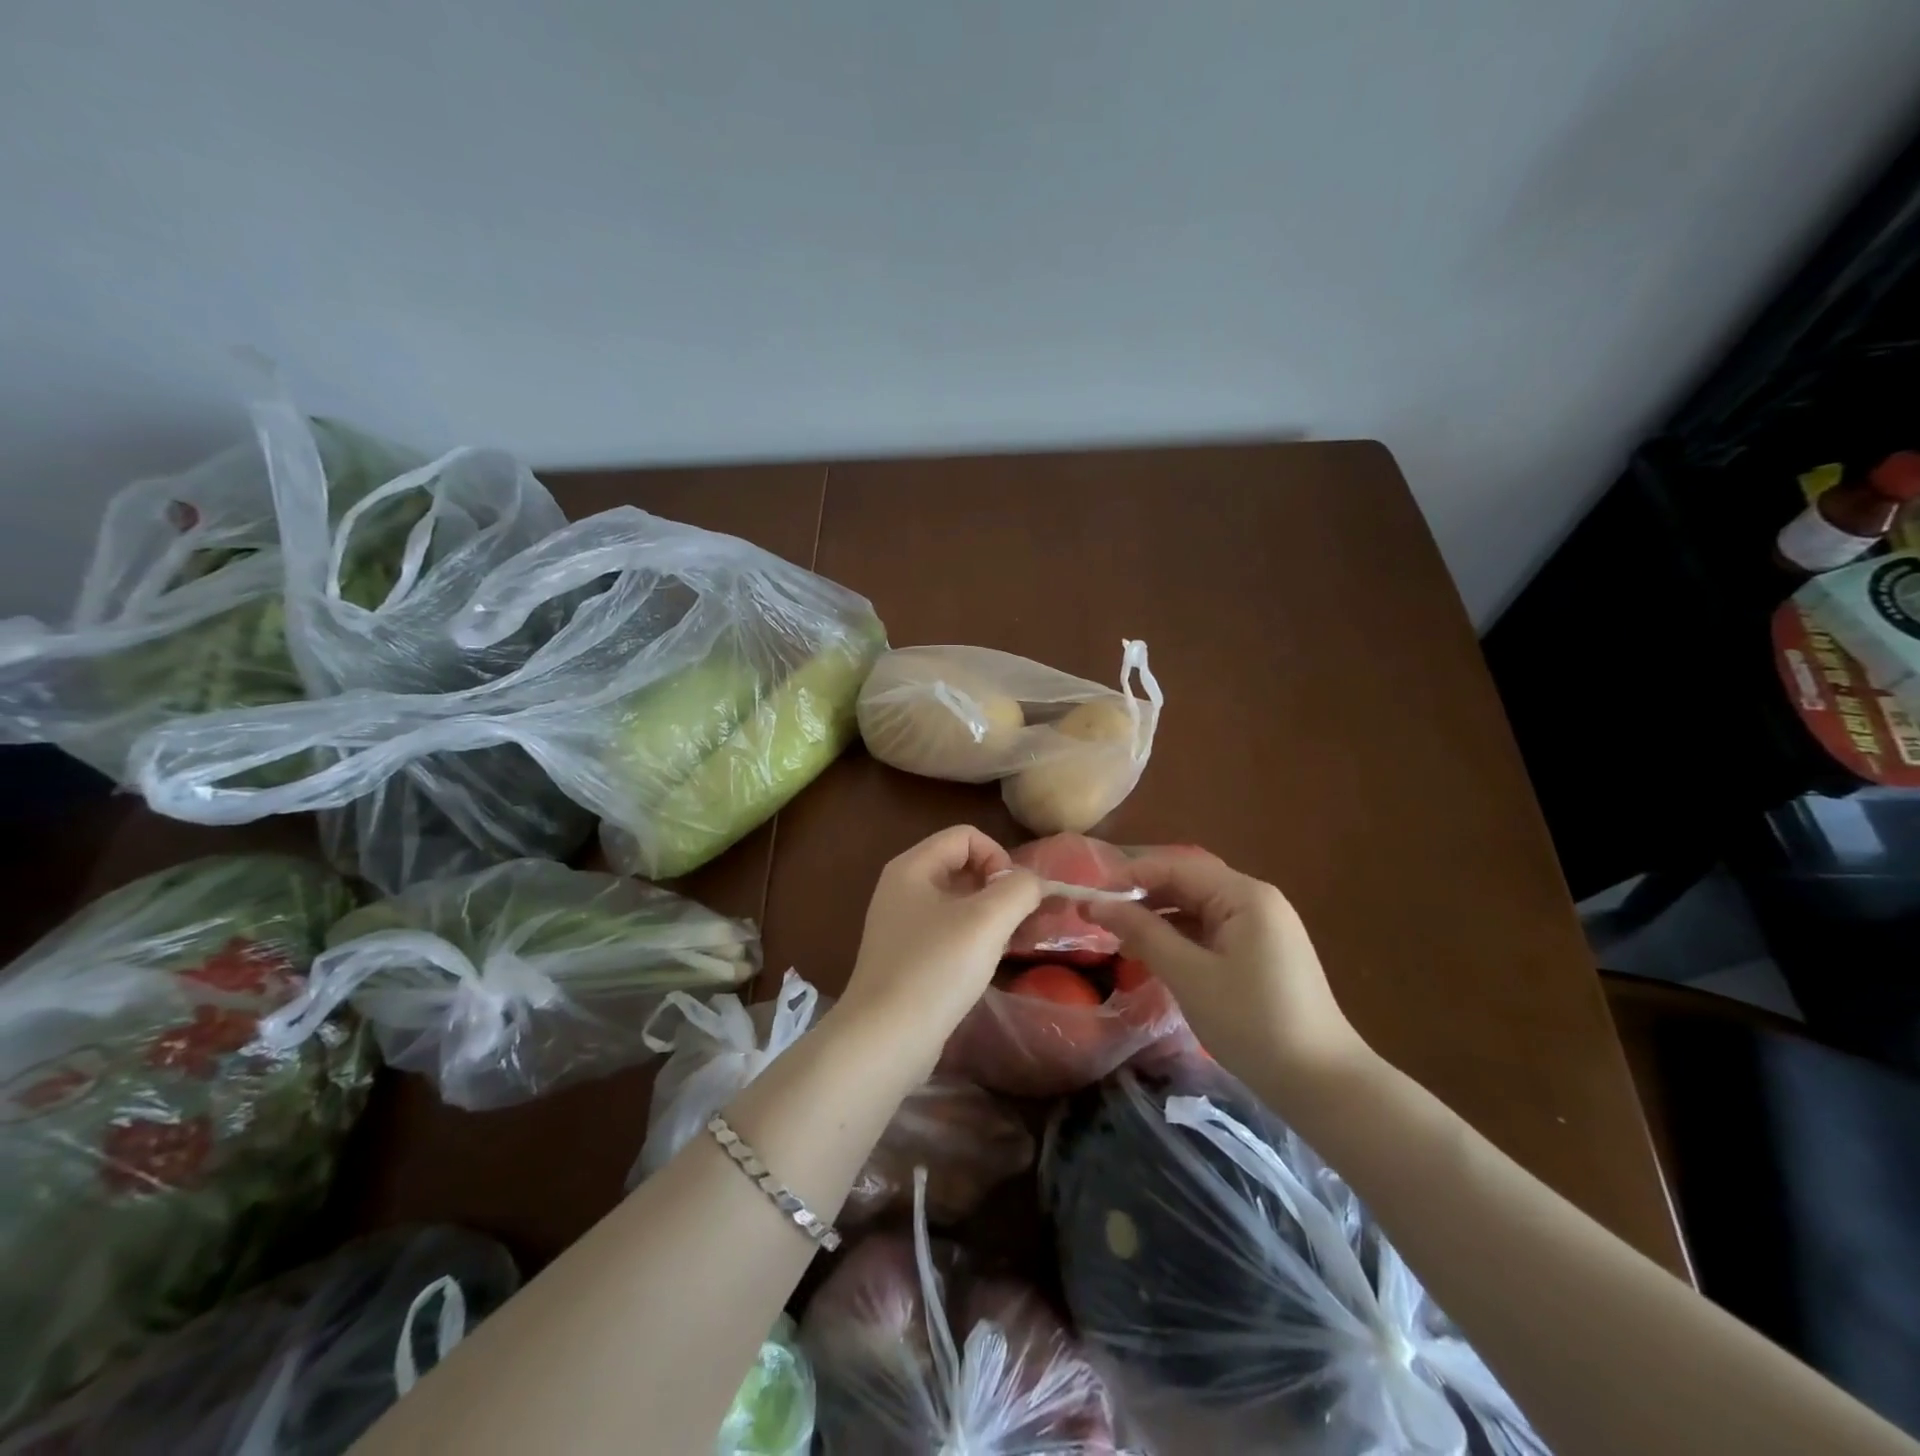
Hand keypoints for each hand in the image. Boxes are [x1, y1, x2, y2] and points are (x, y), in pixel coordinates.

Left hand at [840, 826, 1043, 1060]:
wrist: (885, 1038)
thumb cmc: (936, 968)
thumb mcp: (987, 921)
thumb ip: (1019, 889)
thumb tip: (1032, 882)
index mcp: (913, 867)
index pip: (966, 836)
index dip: (998, 857)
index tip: (1015, 896)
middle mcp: (902, 887)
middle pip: (962, 866)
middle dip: (999, 888)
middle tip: (1024, 922)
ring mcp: (901, 923)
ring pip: (958, 902)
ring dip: (991, 915)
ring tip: (1012, 944)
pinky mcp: (906, 956)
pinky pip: (948, 931)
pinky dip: (973, 938)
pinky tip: (987, 964)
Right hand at [1089, 850, 1371, 1094]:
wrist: (1323, 1085)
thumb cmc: (1252, 1023)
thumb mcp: (1189, 976)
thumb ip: (1143, 932)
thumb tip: (1096, 903)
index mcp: (1244, 895)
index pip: (1176, 866)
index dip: (1129, 877)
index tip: (1089, 896)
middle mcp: (1256, 900)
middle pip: (1188, 882)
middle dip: (1143, 895)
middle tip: (1099, 916)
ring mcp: (1263, 926)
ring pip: (1198, 907)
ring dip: (1159, 917)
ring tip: (1120, 936)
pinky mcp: (1263, 952)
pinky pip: (1212, 929)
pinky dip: (1181, 936)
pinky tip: (1156, 954)